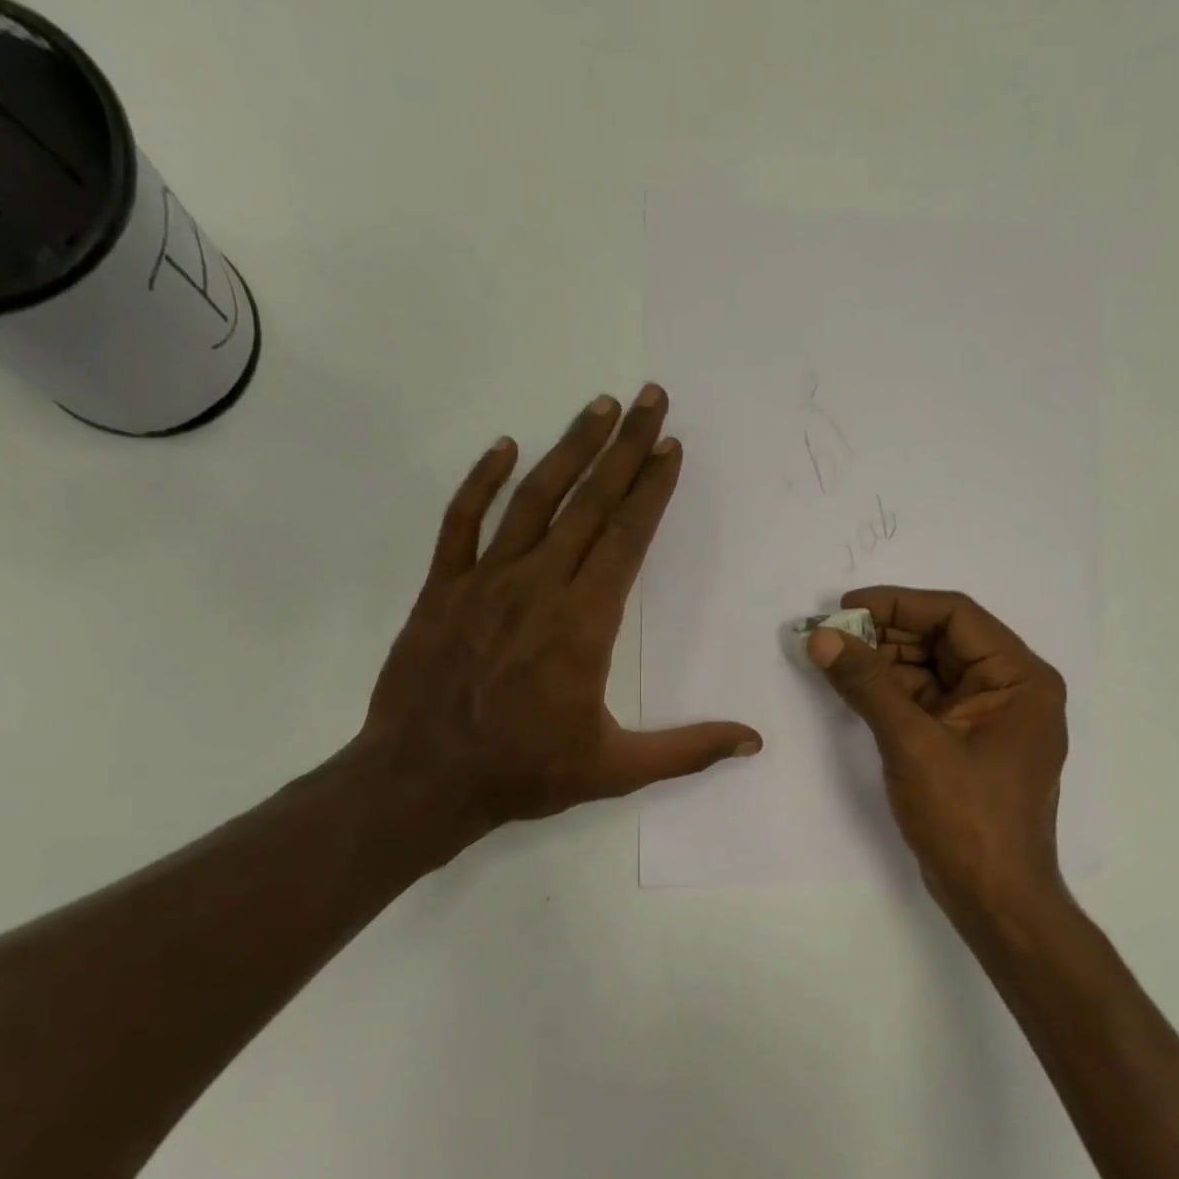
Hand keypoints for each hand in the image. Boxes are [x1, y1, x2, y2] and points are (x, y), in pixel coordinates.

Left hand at [356, 385, 760, 860]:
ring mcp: (485, 582)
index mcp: (583, 623)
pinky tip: (503, 446)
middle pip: (590, 504)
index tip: (670, 446)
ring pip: (533, 500)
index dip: (652, 489)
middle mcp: (538, 587)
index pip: (627, 539)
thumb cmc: (525, 772)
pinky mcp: (441, 588)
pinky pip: (461, 522)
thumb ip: (688, 750)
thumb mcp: (616, 769)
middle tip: (650, 398)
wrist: (424, 780)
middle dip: (625, 447)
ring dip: (569, 450)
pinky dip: (481, 481)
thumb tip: (754, 741)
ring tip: (598, 407)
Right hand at [807, 588, 1066, 926]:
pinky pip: (927, 703)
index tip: (845, 606)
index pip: (956, 617)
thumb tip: (823, 637)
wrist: (994, 899)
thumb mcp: (913, 744)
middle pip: (943, 642)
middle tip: (831, 634)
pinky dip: (891, 694)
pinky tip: (854, 689)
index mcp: (1019, 679)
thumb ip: (868, 685)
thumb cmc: (966, 818)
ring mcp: (989, 720)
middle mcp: (1010, 690)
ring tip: (834, 657)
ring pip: (931, 672)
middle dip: (886, 635)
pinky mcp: (966, 745)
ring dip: (885, 663)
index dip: (898, 604)